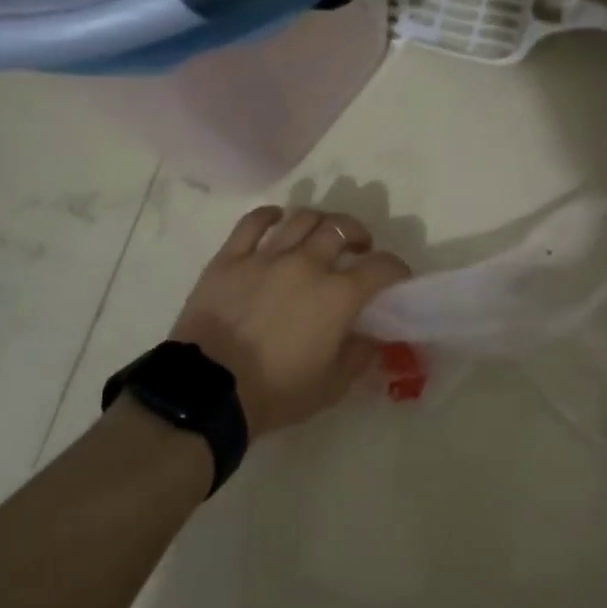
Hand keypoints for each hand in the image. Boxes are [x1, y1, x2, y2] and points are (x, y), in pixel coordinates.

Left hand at [169, 206, 410, 438]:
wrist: (209, 391)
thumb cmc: (275, 392)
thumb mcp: (332, 386)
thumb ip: (359, 355)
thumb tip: (372, 336)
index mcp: (338, 295)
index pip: (382, 266)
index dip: (396, 268)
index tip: (397, 277)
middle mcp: (307, 264)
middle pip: (342, 228)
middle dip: (359, 234)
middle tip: (358, 248)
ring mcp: (266, 256)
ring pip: (303, 218)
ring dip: (321, 221)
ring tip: (321, 234)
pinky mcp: (231, 257)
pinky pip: (253, 222)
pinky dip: (271, 215)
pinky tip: (278, 219)